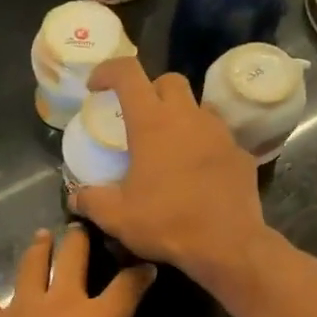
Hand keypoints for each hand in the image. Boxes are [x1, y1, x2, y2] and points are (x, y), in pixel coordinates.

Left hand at [0, 226, 200, 316]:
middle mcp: (63, 303)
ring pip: (31, 268)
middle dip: (80, 240)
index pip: (127, 287)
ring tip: (40, 235)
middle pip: (74, 259)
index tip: (147, 265)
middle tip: (82, 223)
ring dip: (37, 251)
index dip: (139, 274)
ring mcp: (23, 308)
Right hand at [70, 57, 271, 284]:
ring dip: (180, 117)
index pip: (128, 73)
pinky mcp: (241, 154)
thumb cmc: (167, 223)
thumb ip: (92, 201)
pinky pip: (218, 138)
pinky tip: (197, 172)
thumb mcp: (117, 217)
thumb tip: (76, 196)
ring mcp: (220, 133)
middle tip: (138, 116)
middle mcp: (188, 117)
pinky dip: (204, 145)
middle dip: (150, 90)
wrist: (227, 245)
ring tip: (169, 146)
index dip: (108, 71)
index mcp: (152, 123)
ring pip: (198, 107)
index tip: (96, 86)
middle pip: (169, 81)